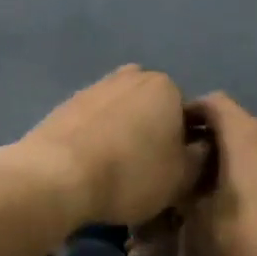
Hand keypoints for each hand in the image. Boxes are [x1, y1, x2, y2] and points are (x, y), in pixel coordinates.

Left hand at [16, 66, 207, 227]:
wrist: (56, 175)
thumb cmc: (130, 174)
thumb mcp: (181, 178)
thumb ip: (199, 159)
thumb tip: (200, 148)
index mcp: (165, 86)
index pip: (187, 116)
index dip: (183, 147)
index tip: (173, 173)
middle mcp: (130, 76)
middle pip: (151, 110)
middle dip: (151, 134)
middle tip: (145, 171)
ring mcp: (93, 87)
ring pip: (120, 114)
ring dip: (121, 136)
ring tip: (114, 173)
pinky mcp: (64, 105)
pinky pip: (91, 124)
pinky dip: (95, 140)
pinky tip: (90, 167)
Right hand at [178, 93, 256, 255]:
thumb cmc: (255, 242)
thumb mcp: (202, 224)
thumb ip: (186, 198)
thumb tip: (180, 191)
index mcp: (248, 136)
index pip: (212, 103)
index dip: (187, 113)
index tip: (169, 138)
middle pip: (236, 126)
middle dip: (210, 145)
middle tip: (187, 175)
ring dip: (235, 165)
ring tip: (215, 198)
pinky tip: (245, 213)